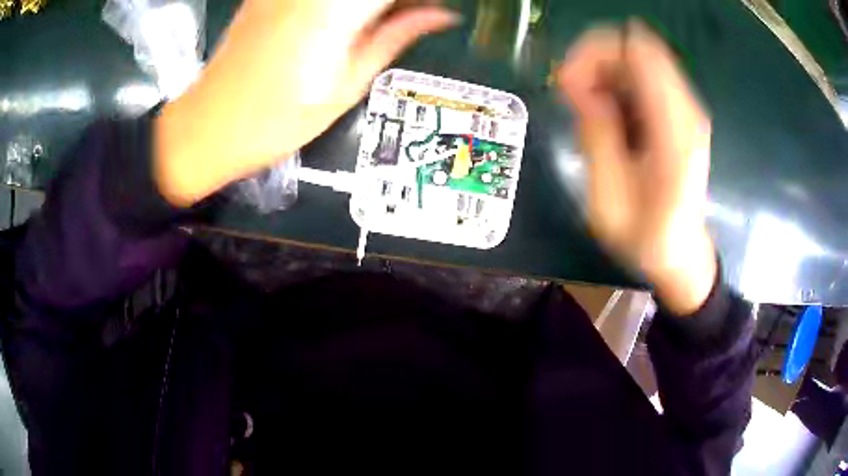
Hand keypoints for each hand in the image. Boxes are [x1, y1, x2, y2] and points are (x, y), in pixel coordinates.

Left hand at [154, 0, 457, 206]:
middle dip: (397, 2)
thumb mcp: (347, 84)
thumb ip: (395, 36)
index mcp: (336, 9)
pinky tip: (349, 17)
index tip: (438, 8)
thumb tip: (443, 15)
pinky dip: (344, 3)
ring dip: (373, 5)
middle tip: (413, 15)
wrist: (206, 125)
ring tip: (384, 20)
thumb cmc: (277, 120)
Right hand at [556, 21, 715, 314]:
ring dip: (604, 71)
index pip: (637, 51)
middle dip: (595, 60)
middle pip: (636, 46)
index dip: (593, 54)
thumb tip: (578, 85)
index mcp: (674, 131)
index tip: (568, 84)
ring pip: (638, 56)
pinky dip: (617, 82)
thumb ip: (596, 137)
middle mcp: (686, 109)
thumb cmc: (646, 237)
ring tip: (585, 107)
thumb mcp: (609, 200)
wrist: (682, 253)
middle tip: (571, 94)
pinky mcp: (681, 112)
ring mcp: (686, 108)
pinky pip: (644, 76)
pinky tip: (605, 112)